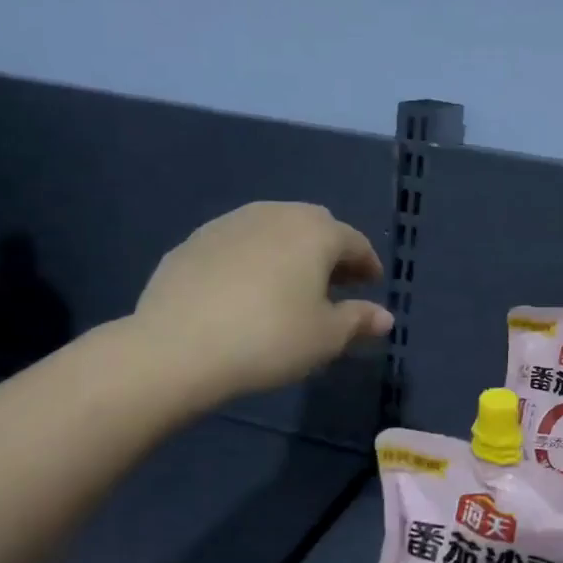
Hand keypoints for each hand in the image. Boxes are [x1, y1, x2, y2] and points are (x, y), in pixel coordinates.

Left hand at [127, 201, 391, 407]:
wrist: (178, 347)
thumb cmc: (270, 339)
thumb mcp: (326, 337)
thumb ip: (358, 320)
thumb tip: (384, 317)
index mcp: (314, 232)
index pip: (354, 241)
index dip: (367, 263)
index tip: (372, 284)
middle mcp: (274, 214)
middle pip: (313, 225)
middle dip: (330, 251)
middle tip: (335, 283)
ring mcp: (229, 224)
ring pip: (273, 229)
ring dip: (290, 250)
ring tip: (291, 285)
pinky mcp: (193, 242)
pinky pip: (238, 243)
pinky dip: (254, 258)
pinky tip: (247, 289)